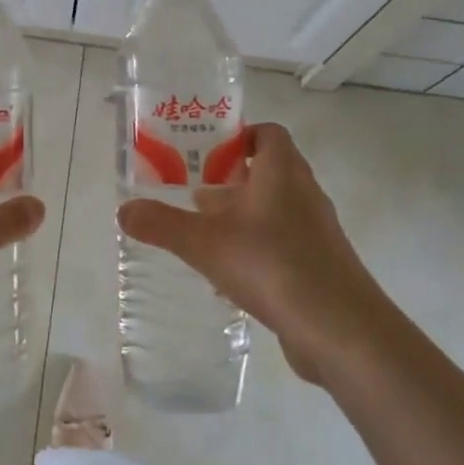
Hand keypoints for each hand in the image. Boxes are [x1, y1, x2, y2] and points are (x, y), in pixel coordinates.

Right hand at [117, 123, 383, 384]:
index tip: (206, 153)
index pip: (268, 134)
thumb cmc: (272, 265)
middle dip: (231, 180)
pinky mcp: (321, 267)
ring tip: (205, 235)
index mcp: (282, 172)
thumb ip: (161, 224)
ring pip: (275, 210)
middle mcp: (304, 194)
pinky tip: (230, 276)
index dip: (239, 136)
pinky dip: (257, 249)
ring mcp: (317, 232)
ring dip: (243, 217)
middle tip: (194, 193)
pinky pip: (284, 244)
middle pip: (269, 171)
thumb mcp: (204, 243)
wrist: (341, 330)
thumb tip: (122, 210)